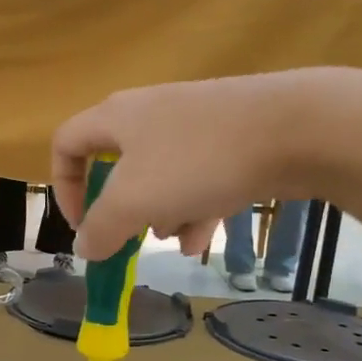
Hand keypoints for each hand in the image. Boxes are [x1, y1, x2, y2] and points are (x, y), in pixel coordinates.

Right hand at [50, 69, 361, 260]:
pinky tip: (205, 236)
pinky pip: (199, 177)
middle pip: (118, 167)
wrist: (298, 127)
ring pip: (161, 176)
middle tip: (129, 236)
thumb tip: (84, 247)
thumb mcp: (133, 202)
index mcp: (117, 117)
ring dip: (161, 213)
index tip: (82, 224)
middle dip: (122, 209)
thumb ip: (100, 229)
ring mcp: (195, 123)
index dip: (63, 186)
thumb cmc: (197, 161)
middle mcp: (151, 113)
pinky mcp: (232, 137)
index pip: (66, 143)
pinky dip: (195, 207)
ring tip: (177, 237)